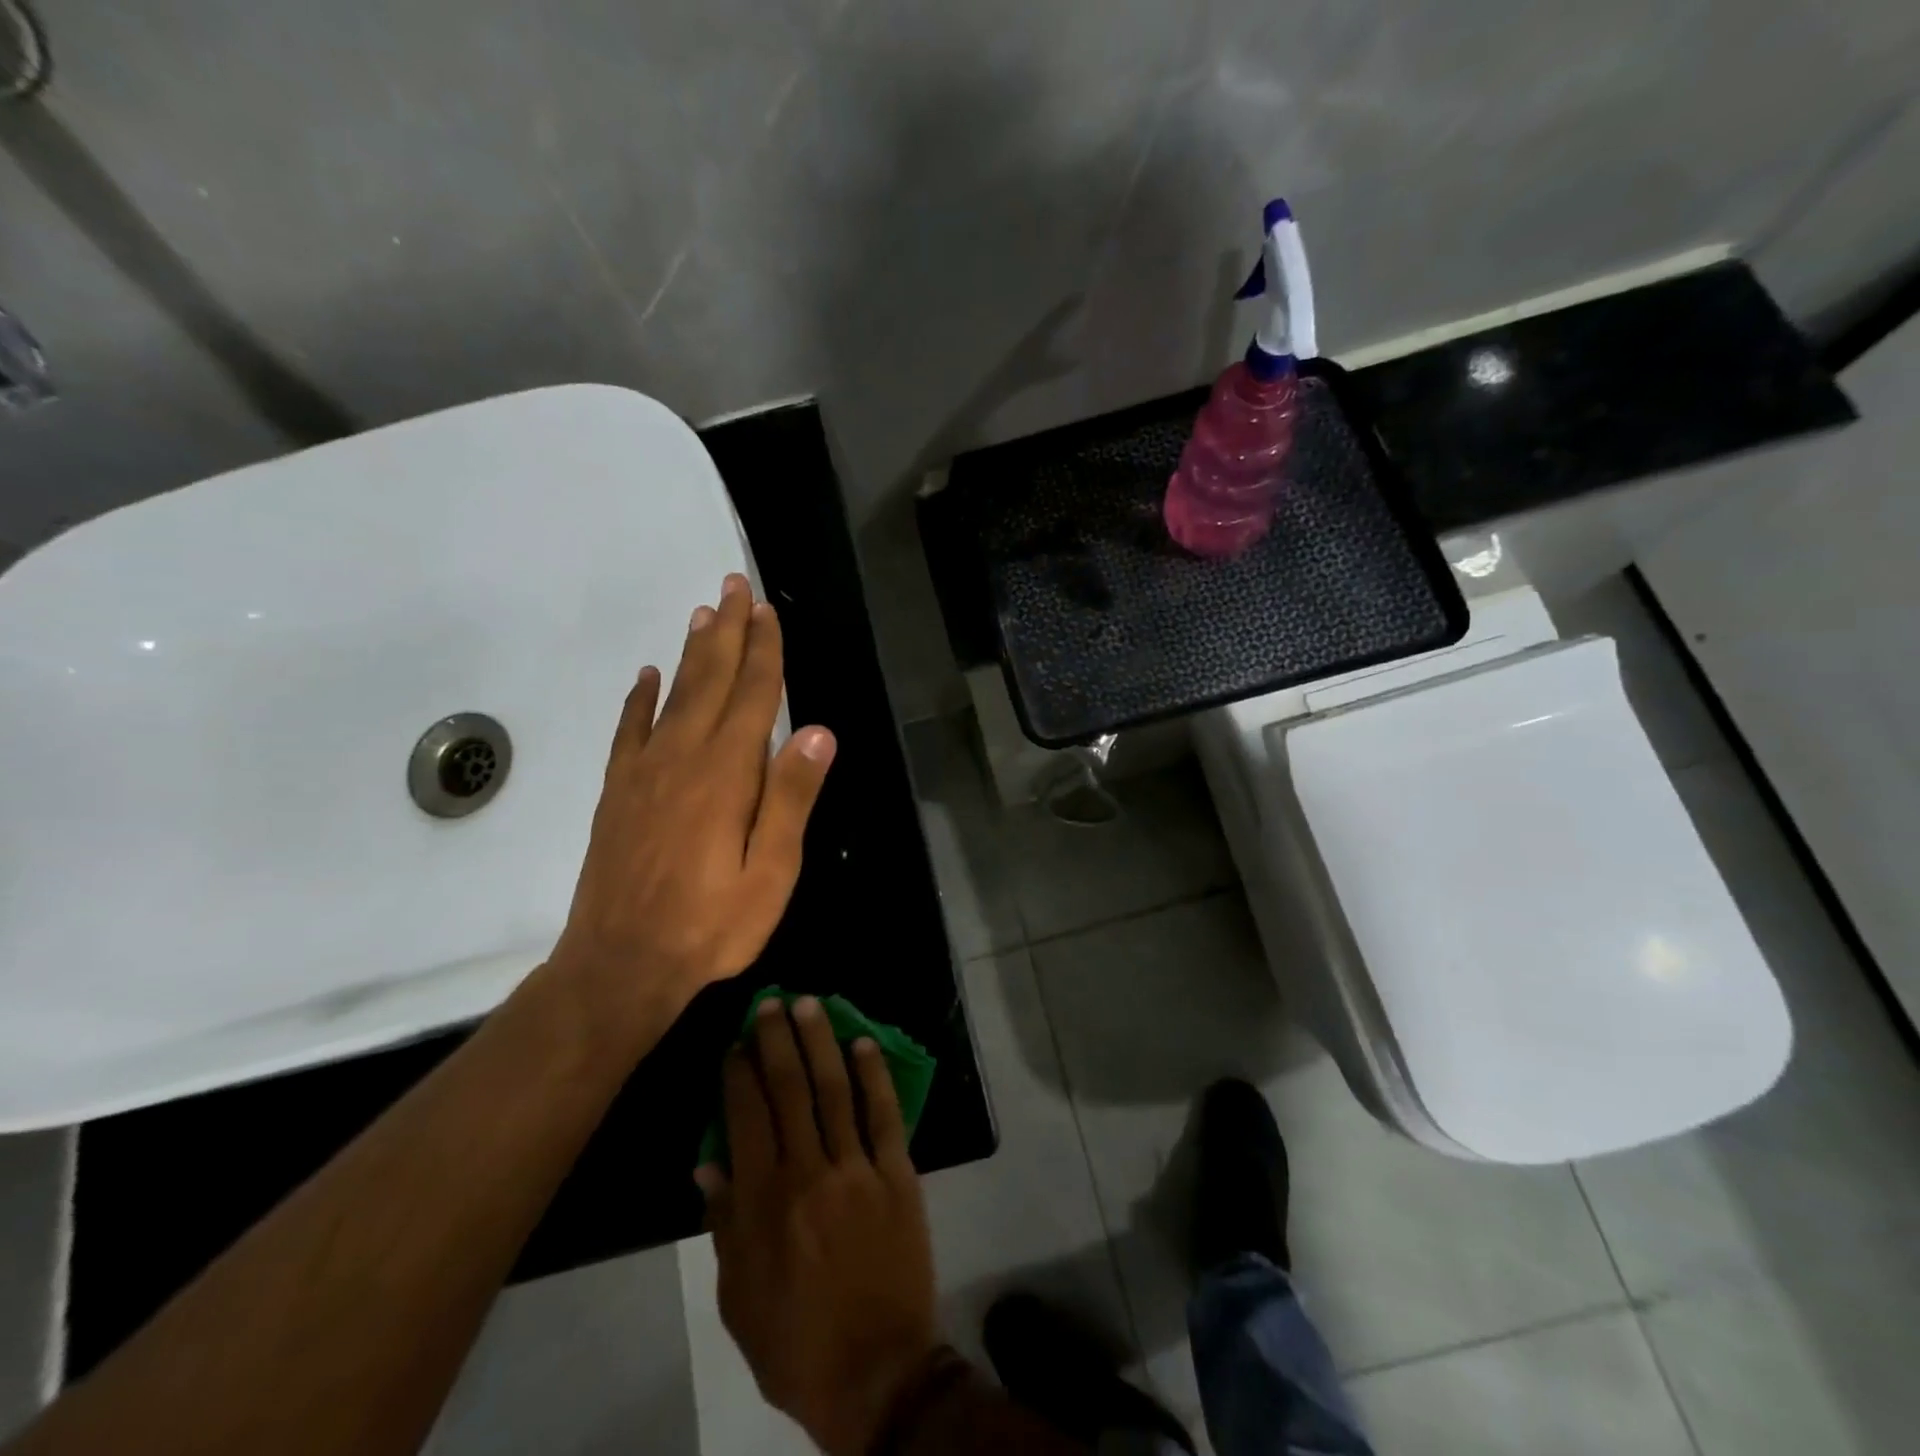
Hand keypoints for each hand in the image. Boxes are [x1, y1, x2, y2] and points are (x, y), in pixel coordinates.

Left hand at [548, 574, 835, 1019]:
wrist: (620, 965)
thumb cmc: (711, 924)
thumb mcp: (771, 871)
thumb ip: (791, 797)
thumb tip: (816, 732)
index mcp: (727, 774)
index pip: (752, 696)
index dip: (764, 651)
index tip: (767, 610)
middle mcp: (683, 758)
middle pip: (710, 680)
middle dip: (726, 631)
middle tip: (733, 585)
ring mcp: (643, 772)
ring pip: (672, 694)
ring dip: (691, 651)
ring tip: (702, 613)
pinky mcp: (617, 792)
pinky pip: (629, 730)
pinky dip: (640, 698)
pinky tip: (647, 677)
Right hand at [698, 998, 939, 1455]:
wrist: (876, 1372)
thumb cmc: (795, 1341)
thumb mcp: (739, 1297)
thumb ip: (723, 1224)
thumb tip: (708, 1163)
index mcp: (763, 1202)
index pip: (747, 1118)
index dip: (740, 1075)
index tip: (736, 1043)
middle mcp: (808, 1172)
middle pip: (789, 1091)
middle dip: (777, 1041)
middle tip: (771, 1003)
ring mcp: (857, 1169)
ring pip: (835, 1090)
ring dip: (821, 1042)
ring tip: (810, 1005)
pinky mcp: (897, 1174)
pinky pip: (884, 1114)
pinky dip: (874, 1075)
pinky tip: (863, 1043)